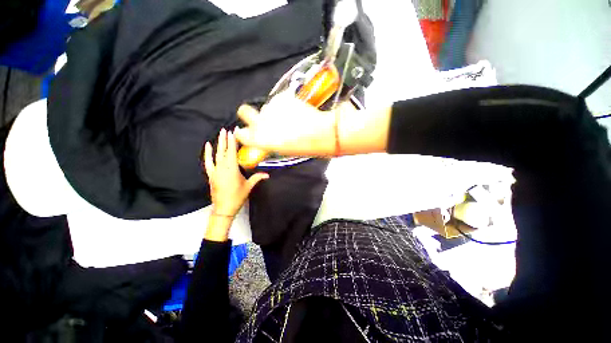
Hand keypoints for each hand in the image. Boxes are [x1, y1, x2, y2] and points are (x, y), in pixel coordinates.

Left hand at [204, 128, 268, 216]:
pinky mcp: (211, 174)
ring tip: (219, 134)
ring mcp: (215, 171)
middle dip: (225, 140)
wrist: (224, 208)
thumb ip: (257, 178)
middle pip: (224, 151)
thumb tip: (268, 175)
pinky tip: (208, 146)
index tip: (232, 133)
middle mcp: (222, 167)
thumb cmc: (237, 196)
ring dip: (218, 144)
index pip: (232, 152)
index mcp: (232, 169)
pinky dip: (207, 154)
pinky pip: (208, 162)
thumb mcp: (249, 186)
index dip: (233, 142)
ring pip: (216, 155)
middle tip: (225, 130)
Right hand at [235, 92, 339, 156]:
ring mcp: (271, 108)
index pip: (241, 134)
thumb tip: (264, 137)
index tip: (247, 131)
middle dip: (247, 114)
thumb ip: (268, 142)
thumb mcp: (282, 150)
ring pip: (266, 107)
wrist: (321, 132)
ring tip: (289, 118)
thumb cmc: (303, 147)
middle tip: (261, 119)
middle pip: (243, 111)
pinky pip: (278, 101)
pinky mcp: (282, 97)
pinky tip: (295, 111)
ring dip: (273, 112)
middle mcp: (261, 122)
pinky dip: (284, 106)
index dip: (243, 132)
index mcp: (260, 139)